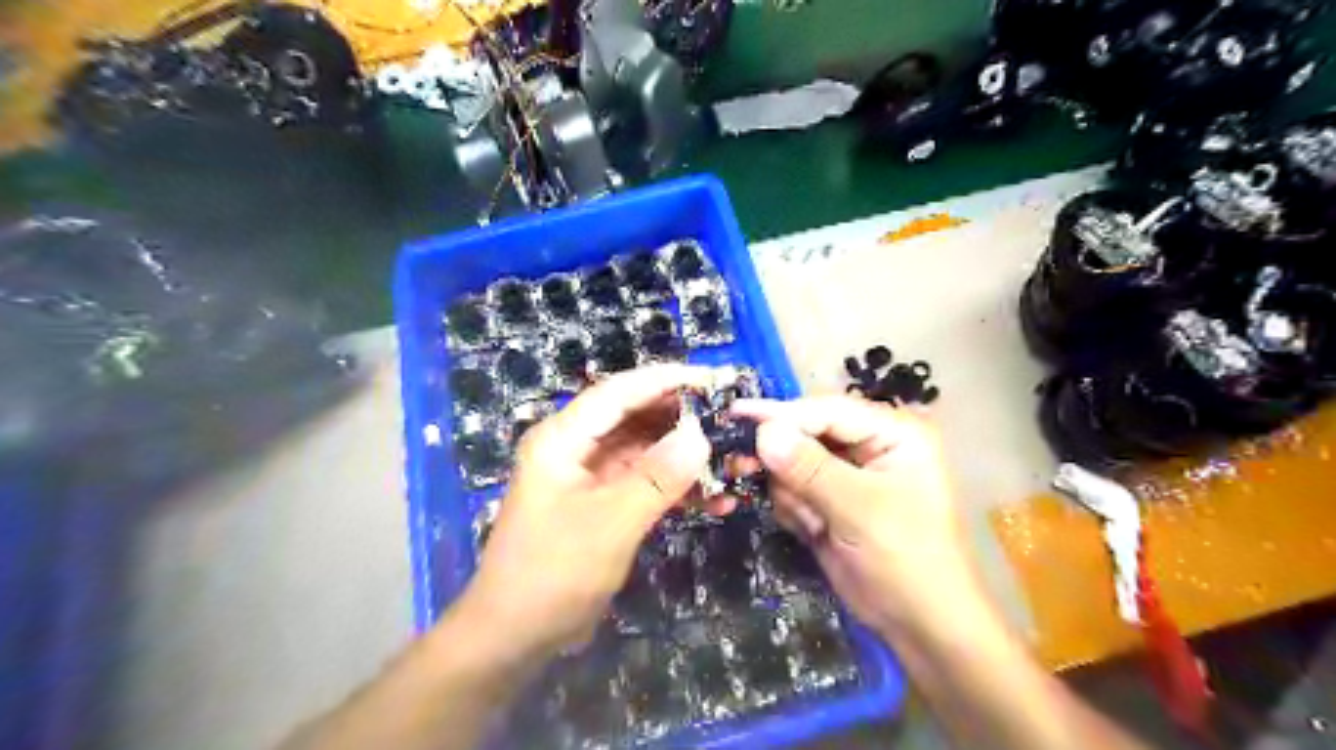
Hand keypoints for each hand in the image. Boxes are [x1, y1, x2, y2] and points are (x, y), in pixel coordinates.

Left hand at [457, 366, 715, 659]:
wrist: (516, 636)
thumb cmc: (554, 572)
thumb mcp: (610, 523)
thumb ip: (657, 476)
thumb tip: (700, 434)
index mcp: (563, 438)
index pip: (619, 392)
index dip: (666, 380)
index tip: (713, 379)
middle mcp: (575, 448)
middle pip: (633, 417)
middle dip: (681, 417)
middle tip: (729, 418)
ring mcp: (589, 476)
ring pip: (644, 451)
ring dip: (684, 456)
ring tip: (730, 458)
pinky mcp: (602, 503)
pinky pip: (644, 483)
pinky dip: (675, 488)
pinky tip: (713, 499)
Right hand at [730, 399, 977, 639]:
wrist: (921, 626)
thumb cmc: (906, 561)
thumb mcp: (859, 510)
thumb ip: (809, 468)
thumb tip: (764, 432)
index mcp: (893, 433)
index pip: (828, 410)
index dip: (782, 413)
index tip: (737, 415)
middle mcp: (869, 446)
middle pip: (806, 432)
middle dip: (782, 457)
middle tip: (742, 467)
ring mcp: (848, 475)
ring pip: (793, 462)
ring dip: (791, 491)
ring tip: (812, 522)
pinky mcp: (830, 501)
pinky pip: (793, 489)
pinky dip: (793, 508)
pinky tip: (813, 531)